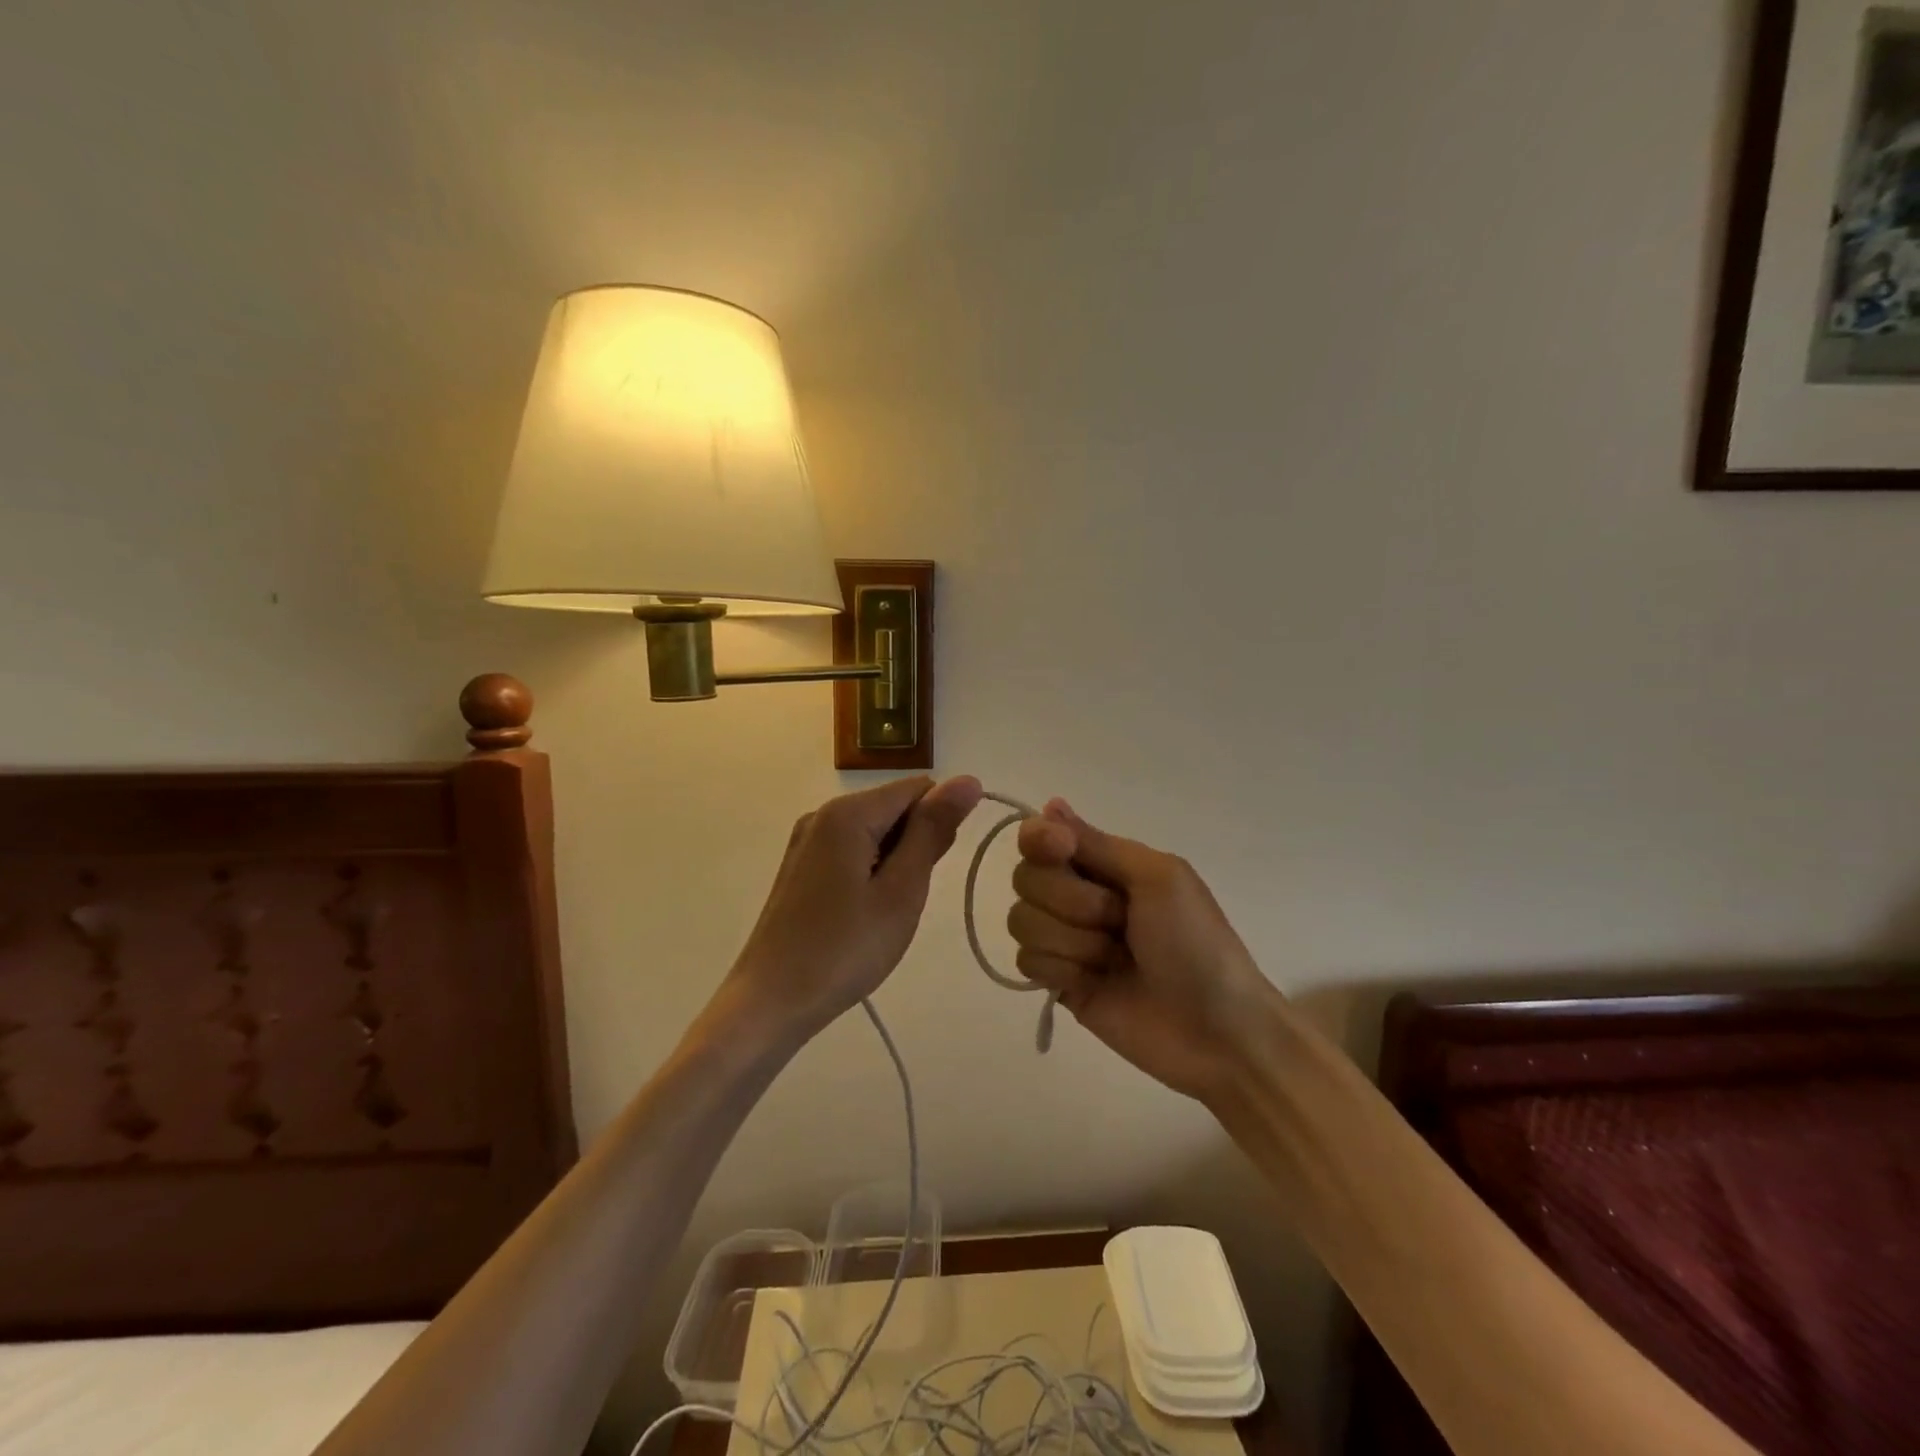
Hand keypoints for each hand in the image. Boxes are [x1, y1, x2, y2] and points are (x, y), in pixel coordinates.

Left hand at [723, 775, 983, 1044]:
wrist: (770, 1003)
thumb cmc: (844, 949)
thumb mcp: (901, 890)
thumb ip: (933, 831)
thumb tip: (968, 780)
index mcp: (847, 812)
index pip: (918, 789)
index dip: (939, 824)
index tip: (933, 872)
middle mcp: (822, 814)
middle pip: (894, 808)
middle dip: (915, 846)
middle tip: (905, 900)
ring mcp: (807, 841)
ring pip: (875, 833)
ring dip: (895, 864)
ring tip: (884, 912)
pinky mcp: (801, 867)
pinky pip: (853, 852)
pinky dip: (871, 874)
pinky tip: (864, 914)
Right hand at [1008, 801, 1277, 1100]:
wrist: (1217, 1032)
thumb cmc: (1196, 943)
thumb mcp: (1158, 877)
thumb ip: (1099, 844)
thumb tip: (1051, 804)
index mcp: (1105, 863)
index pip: (1041, 837)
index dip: (1041, 842)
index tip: (1062, 850)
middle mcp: (1078, 895)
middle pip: (1027, 878)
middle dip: (1072, 902)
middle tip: (1119, 921)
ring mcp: (1066, 940)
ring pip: (1022, 920)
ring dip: (1072, 940)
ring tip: (1113, 959)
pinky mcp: (1059, 982)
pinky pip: (1026, 962)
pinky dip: (1061, 970)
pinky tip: (1093, 982)